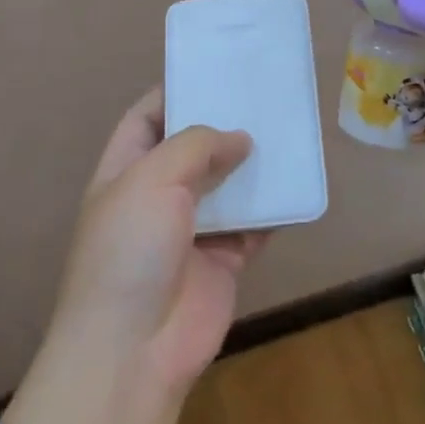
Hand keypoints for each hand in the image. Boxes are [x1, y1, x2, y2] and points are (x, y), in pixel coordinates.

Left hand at [45, 86, 267, 394]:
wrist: (133, 352)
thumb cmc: (129, 251)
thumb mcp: (152, 179)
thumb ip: (196, 145)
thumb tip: (239, 139)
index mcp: (125, 171)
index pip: (147, 118)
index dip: (175, 92)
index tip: (215, 71)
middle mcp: (157, 196)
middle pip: (194, 149)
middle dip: (225, 125)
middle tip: (264, 95)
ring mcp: (191, 231)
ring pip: (228, 185)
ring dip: (254, 165)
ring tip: (288, 130)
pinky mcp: (223, 261)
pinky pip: (254, 226)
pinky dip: (273, 209)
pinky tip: (298, 184)